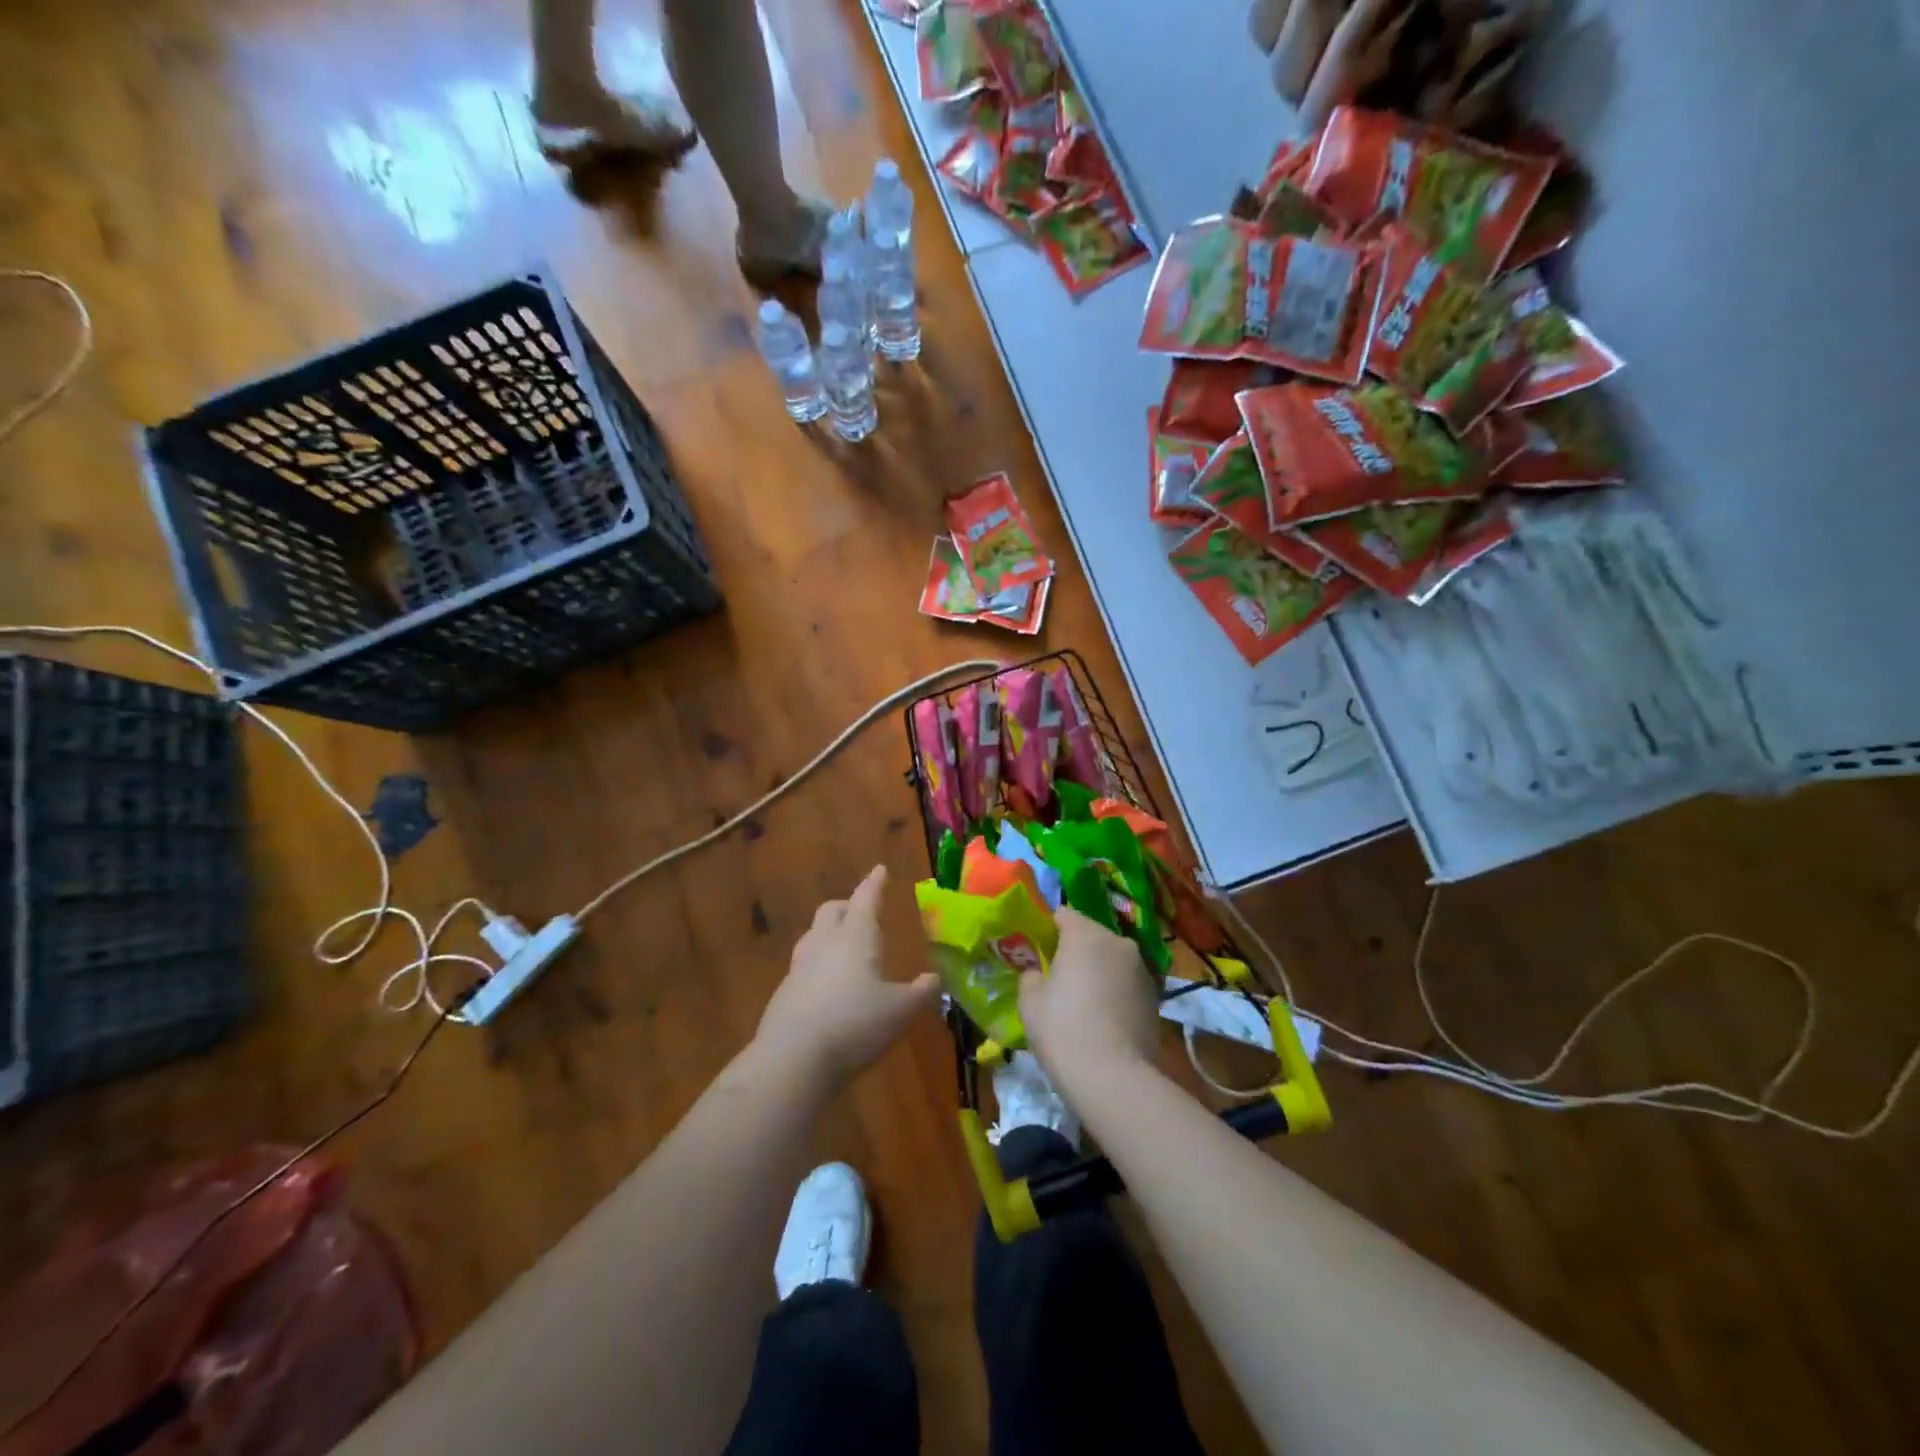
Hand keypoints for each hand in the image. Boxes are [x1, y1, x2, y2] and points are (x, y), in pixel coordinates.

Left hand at [753, 865, 939, 1086]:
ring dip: (828, 933)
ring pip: (813, 936)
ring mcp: (799, 968)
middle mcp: (824, 944)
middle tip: (861, 911)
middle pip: (831, 911)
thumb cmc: (855, 1024)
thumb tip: (935, 979)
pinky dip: (817, 966)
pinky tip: (826, 986)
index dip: (874, 883)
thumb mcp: (900, 1011)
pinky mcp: (783, 994)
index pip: (866, 899)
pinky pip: (802, 967)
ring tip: (843, 945)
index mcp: (855, 937)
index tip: (879, 870)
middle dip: (847, 906)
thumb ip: (920, 993)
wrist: (792, 1059)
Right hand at [1019, 907, 1159, 1085]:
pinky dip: (1115, 992)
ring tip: (1083, 1002)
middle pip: (1091, 936)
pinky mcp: (1155, 997)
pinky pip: (1126, 983)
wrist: (1113, 1076)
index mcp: (1086, 934)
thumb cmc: (1062, 1028)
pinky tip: (1104, 1019)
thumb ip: (1031, 974)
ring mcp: (1142, 969)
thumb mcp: (1029, 999)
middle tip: (1058, 977)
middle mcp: (1118, 942)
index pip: (1064, 914)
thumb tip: (1039, 972)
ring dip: (1098, 971)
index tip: (1038, 950)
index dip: (1048, 929)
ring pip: (1112, 960)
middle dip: (1075, 950)